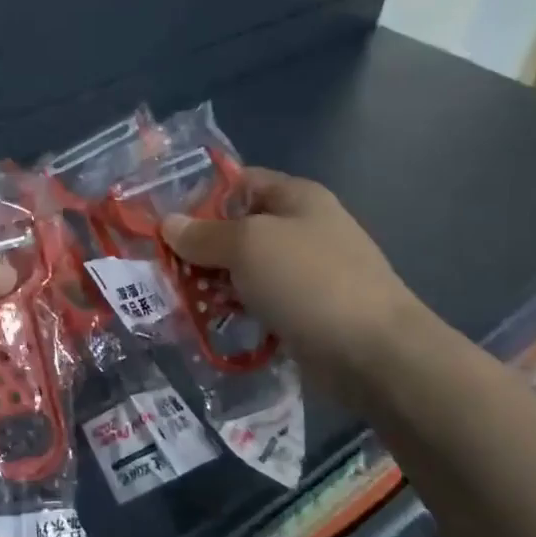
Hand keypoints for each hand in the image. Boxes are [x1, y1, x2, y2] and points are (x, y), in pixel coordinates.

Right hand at [162, 168, 424, 405]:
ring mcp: (304, 272)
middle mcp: (301, 228)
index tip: (164, 224)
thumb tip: (168, 225)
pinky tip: (207, 323)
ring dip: (211, 283)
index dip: (199, 197)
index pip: (238, 182)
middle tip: (162, 269)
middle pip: (236, 228)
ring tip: (177, 301)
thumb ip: (203, 234)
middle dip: (198, 247)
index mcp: (295, 197)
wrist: (373, 354)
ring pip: (243, 269)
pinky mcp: (302, 310)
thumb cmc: (309, 282)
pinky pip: (257, 301)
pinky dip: (233, 309)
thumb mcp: (247, 245)